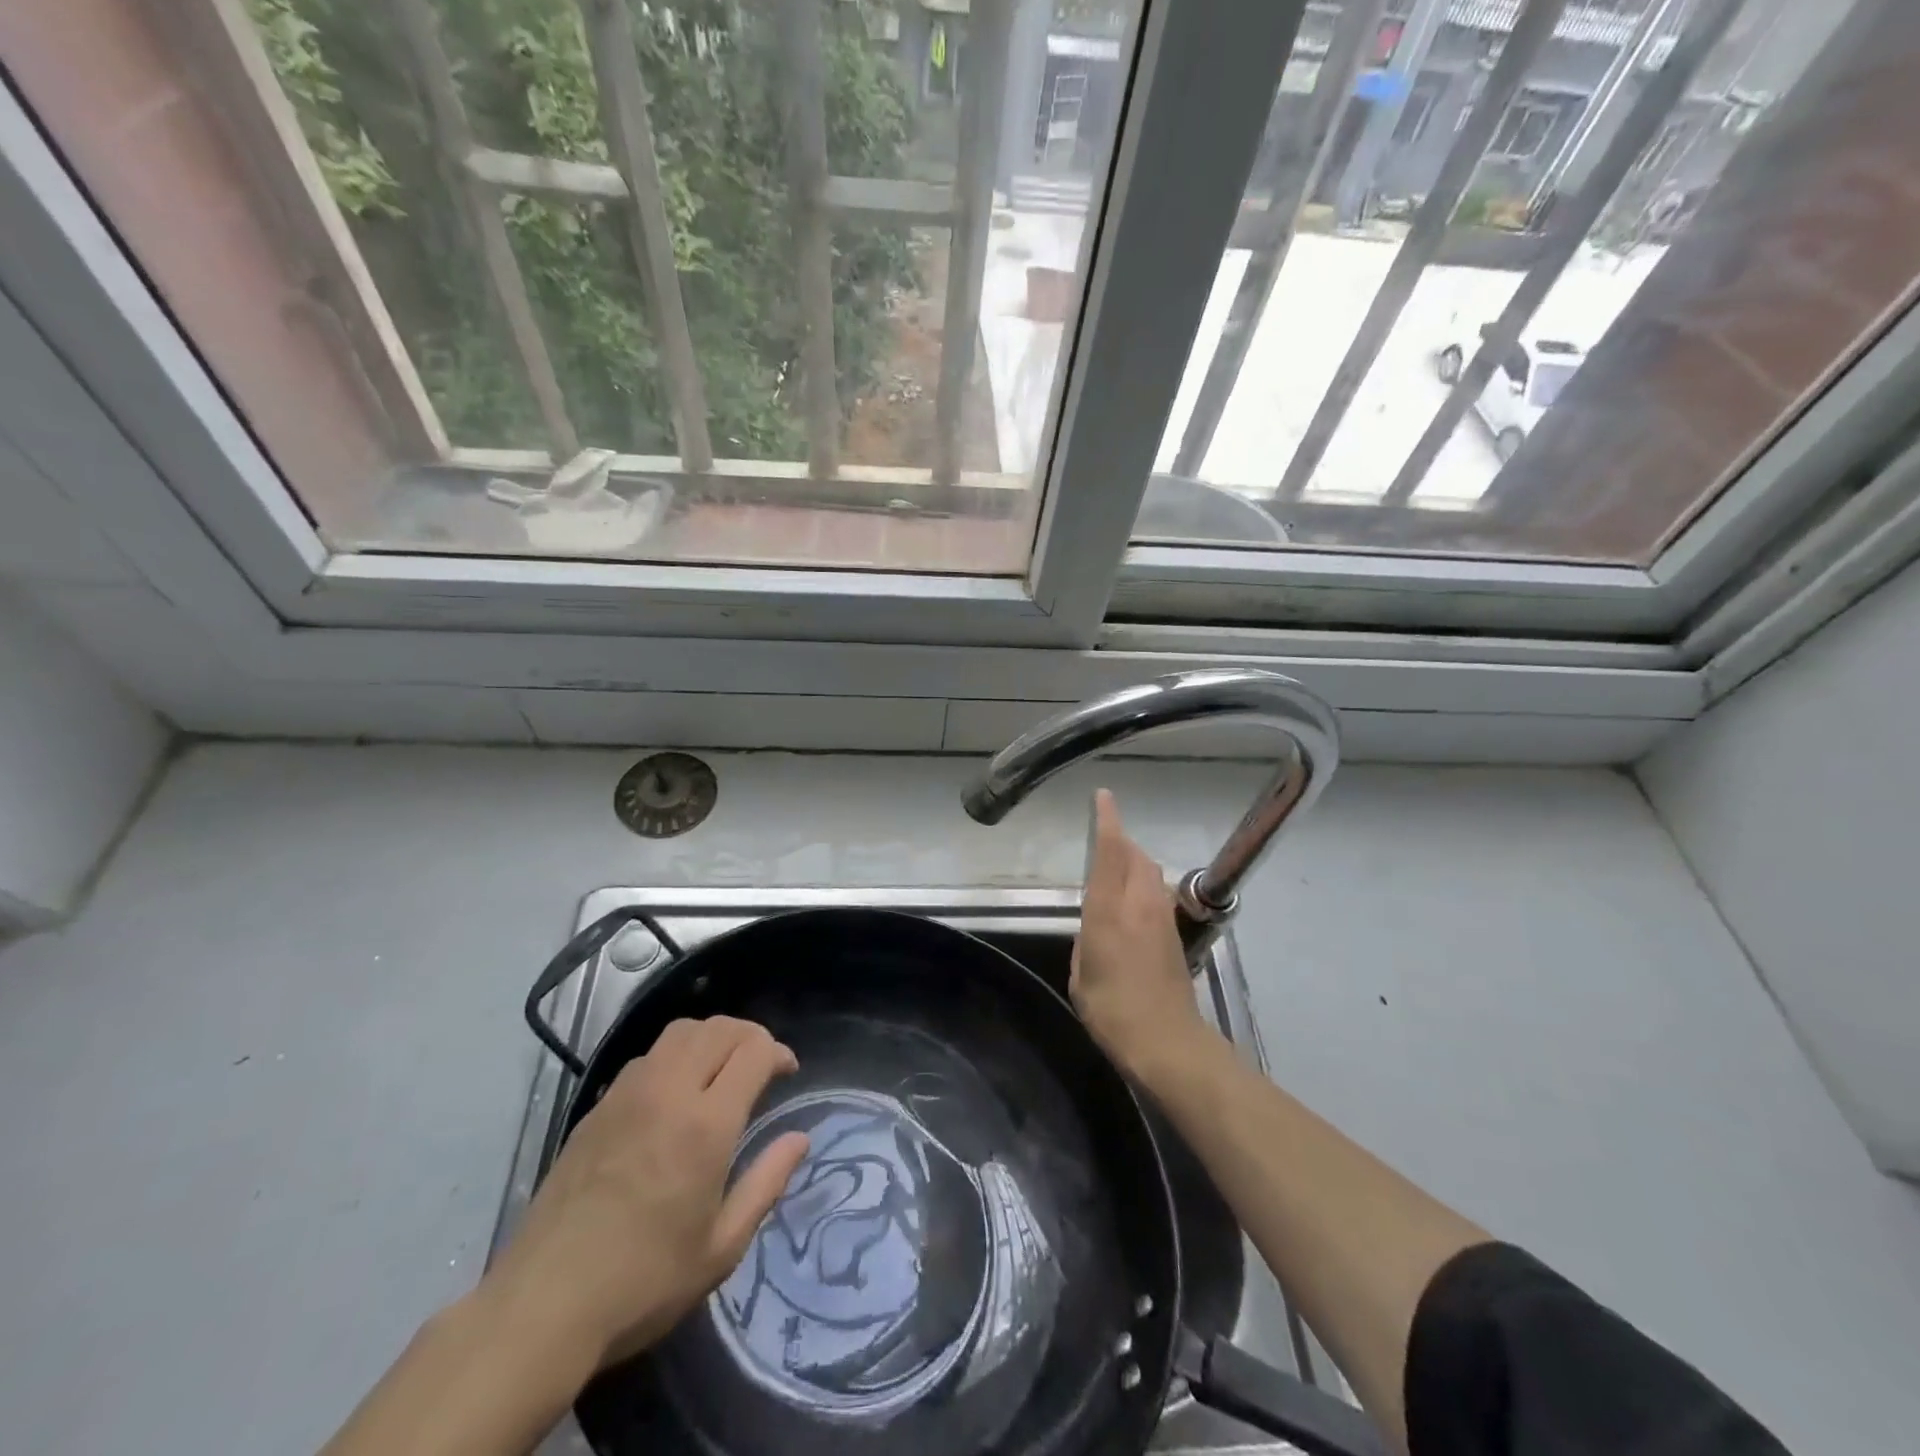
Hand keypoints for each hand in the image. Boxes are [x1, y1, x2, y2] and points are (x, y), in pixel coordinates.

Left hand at [482, 1016, 809, 1368]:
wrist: (542, 1306)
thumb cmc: (644, 1282)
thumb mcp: (722, 1247)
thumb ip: (767, 1183)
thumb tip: (799, 1139)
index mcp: (706, 1124)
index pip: (753, 1051)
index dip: (778, 1052)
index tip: (788, 1073)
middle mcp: (669, 1093)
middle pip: (719, 1029)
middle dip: (750, 1035)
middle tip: (762, 1064)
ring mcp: (627, 1095)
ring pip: (680, 1032)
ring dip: (712, 1037)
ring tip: (722, 1067)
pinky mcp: (597, 1108)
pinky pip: (648, 1056)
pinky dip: (676, 1054)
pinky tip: (675, 1091)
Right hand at [1072, 790, 1221, 1087]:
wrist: (1167, 1043)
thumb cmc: (1112, 1012)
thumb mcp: (1080, 975)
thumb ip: (1086, 939)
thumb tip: (1096, 924)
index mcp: (1109, 912)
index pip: (1110, 854)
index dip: (1107, 822)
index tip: (1104, 797)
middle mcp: (1139, 905)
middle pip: (1136, 856)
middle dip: (1123, 841)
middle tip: (1106, 838)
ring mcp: (1162, 919)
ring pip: (1151, 872)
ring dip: (1136, 862)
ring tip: (1118, 871)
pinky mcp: (1175, 935)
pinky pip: (1157, 894)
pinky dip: (1145, 885)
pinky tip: (1134, 905)